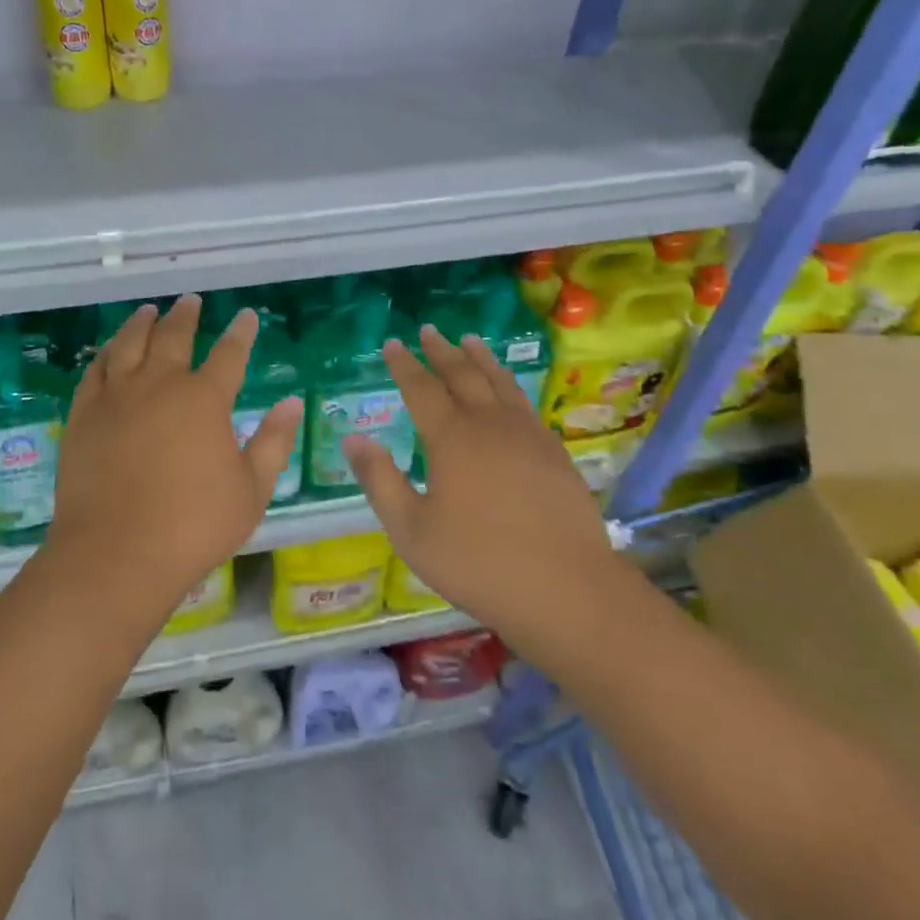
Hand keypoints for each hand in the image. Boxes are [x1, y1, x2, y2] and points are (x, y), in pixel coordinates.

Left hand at [50, 295, 302, 625]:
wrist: (116, 553)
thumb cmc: (193, 526)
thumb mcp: (251, 489)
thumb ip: (273, 441)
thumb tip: (292, 403)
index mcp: (204, 399)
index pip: (229, 354)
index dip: (241, 333)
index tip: (246, 316)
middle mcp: (160, 385)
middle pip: (174, 336)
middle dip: (186, 315)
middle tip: (191, 301)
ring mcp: (116, 397)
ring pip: (129, 344)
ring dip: (142, 323)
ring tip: (148, 311)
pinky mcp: (84, 415)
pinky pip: (95, 371)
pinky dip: (105, 353)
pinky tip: (110, 350)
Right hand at [342, 327, 623, 643]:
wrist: (566, 588)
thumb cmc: (478, 562)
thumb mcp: (412, 530)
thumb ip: (380, 480)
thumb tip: (353, 438)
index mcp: (451, 438)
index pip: (421, 388)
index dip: (404, 365)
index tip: (392, 343)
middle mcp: (489, 424)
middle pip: (462, 375)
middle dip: (441, 351)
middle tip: (429, 331)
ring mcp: (527, 435)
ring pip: (499, 382)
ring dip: (480, 358)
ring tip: (469, 340)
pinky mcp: (554, 452)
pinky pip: (525, 404)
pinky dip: (509, 385)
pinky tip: (508, 391)